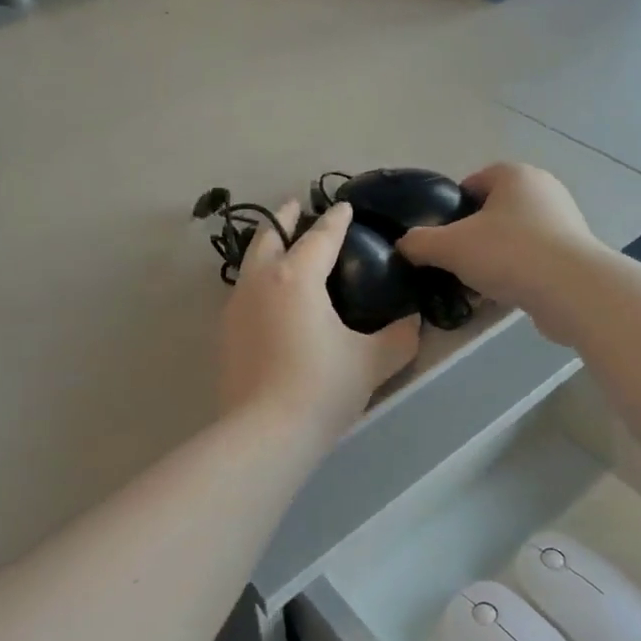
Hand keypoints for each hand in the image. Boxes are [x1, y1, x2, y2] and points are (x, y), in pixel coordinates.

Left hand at [220, 200, 421, 442]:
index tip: (344, 207)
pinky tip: (269, 297)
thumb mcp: (372, 362)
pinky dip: (258, 278)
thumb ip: (399, 338)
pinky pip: (244, 290)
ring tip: (279, 246)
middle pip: (269, 238)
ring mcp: (237, 308)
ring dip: (266, 247)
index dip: (336, 220)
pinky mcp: (226, 334)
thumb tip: (413, 324)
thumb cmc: (321, 387)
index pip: (321, 237)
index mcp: (297, 278)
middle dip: (284, 218)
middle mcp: (261, 283)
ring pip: (250, 263)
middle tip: (295, 206)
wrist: (264, 434)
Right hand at [396, 164, 604, 338]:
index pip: (472, 183)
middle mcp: (542, 190)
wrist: (572, 290)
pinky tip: (501, 297)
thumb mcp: (450, 246)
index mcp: (514, 174)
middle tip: (454, 264)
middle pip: (492, 212)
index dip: (451, 210)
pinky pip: (532, 260)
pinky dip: (516, 274)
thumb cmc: (508, 253)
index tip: (439, 238)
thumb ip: (419, 242)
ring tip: (474, 286)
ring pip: (512, 238)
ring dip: (493, 259)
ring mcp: (563, 222)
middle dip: (471, 238)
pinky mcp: (573, 254)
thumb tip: (404, 245)